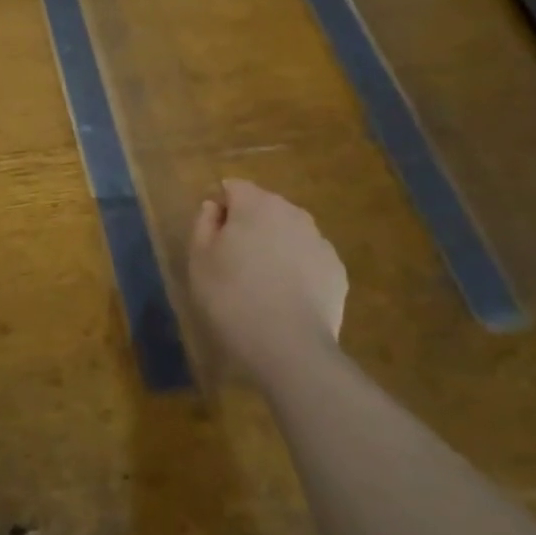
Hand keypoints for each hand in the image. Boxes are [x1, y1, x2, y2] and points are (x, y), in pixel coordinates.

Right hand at [188, 179, 346, 387]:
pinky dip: (297, 269)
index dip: (221, 208)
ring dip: (275, 245)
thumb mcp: (199, 259)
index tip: (212, 237)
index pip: (233, 187)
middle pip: (264, 207)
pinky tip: (285, 297)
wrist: (289, 347)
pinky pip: (308, 259)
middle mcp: (292, 213)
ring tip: (261, 282)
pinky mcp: (336, 271)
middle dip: (249, 224)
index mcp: (256, 204)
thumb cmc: (231, 297)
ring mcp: (319, 241)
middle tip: (233, 261)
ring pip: (289, 232)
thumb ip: (204, 223)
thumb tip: (214, 207)